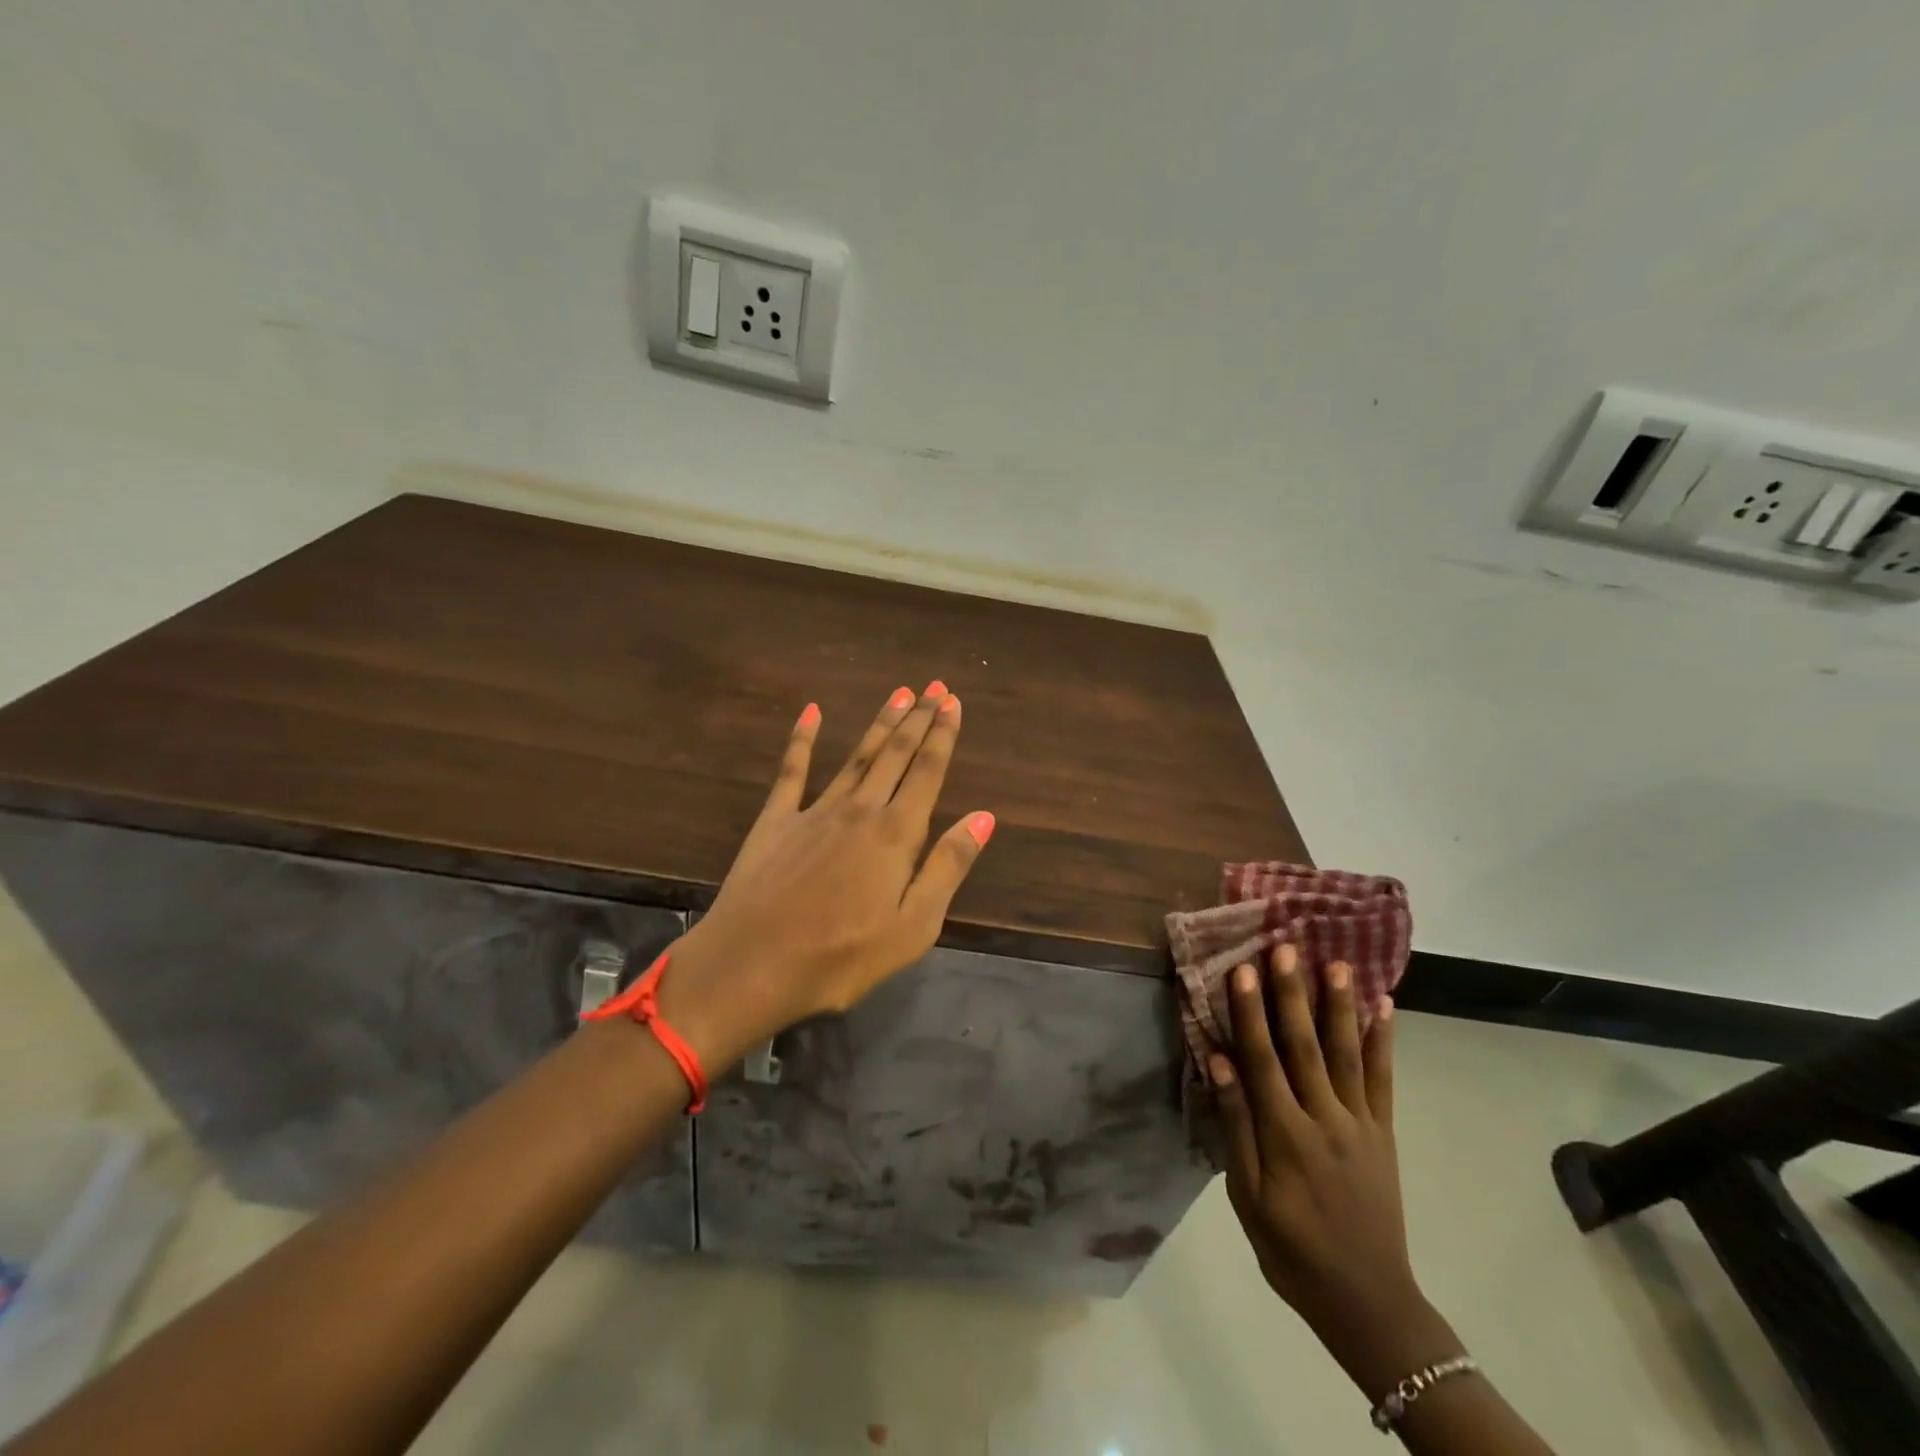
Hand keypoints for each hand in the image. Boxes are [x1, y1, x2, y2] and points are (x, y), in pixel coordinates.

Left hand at [660, 683, 993, 1067]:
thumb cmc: (841, 957)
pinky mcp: (775, 821)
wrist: (750, 966)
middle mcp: (859, 810)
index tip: (953, 702)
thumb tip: (984, 816)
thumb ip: (948, 867)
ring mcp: (814, 811)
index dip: (943, 736)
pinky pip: (792, 770)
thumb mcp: (913, 927)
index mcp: (896, 835)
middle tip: (933, 686)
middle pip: (895, 755)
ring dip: (880, 724)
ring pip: (856, 756)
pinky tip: (811, 711)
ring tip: (898, 693)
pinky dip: (802, 738)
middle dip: (917, 718)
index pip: (927, 773)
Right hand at [1211, 945, 1447, 1389]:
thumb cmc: (1290, 1249)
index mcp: (1285, 1135)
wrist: (1368, 1302)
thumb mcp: (1247, 1197)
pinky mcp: (1384, 1134)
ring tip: (1337, 963)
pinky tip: (1384, 1008)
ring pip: (1347, 1053)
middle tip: (1287, 947)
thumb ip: (1235, 1126)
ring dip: (1339, 1006)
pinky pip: (1383, 1081)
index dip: (1250, 1013)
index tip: (1242, 969)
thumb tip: (1219, 1063)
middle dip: (1293, 993)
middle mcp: (1324, 1119)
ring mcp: (1360, 1124)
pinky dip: (1383, 1042)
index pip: (1262, 1060)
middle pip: (1304, 1045)